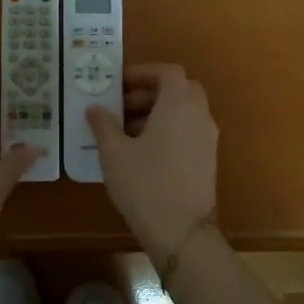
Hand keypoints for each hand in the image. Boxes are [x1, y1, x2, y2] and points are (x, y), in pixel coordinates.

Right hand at [85, 63, 217, 254]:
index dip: (143, 72)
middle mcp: (199, 115)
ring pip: (185, 110)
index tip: (119, 84)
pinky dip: (170, 128)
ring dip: (159, 111)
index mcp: (179, 104)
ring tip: (127, 130)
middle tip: (122, 106)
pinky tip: (143, 151)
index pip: (168, 72)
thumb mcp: (114, 153)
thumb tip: (94, 108)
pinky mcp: (208, 159)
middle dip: (151, 92)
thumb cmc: (145, 184)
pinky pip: (189, 130)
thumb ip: (103, 124)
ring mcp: (208, 138)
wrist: (182, 232)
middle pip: (180, 88)